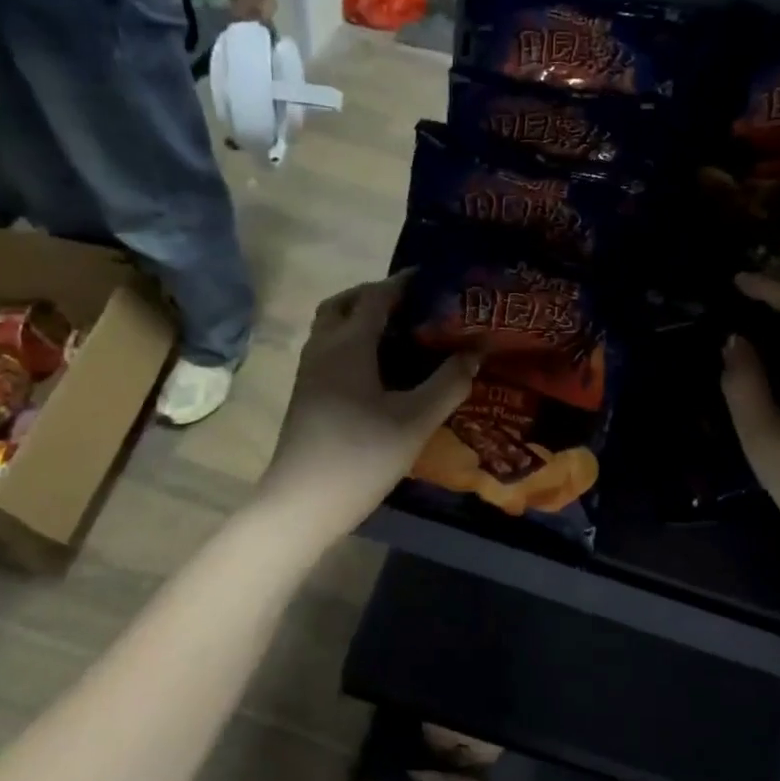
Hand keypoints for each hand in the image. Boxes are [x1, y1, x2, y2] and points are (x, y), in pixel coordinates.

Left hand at [259, 273, 478, 536]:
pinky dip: (352, 343)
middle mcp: (323, 348)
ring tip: (400, 335)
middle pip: (344, 304)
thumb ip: (450, 383)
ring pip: (332, 328)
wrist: (303, 502)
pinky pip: (329, 350)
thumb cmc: (362, 455)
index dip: (404, 283)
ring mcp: (309, 373)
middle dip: (375, 295)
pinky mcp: (306, 396)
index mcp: (348, 344)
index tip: (433, 279)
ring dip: (361, 319)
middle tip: (411, 305)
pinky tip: (378, 371)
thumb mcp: (416, 420)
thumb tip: (476, 351)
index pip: (376, 297)